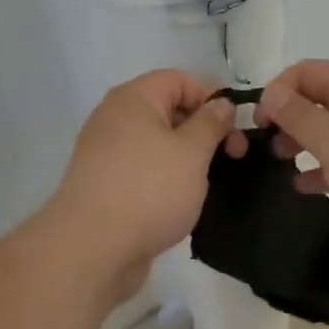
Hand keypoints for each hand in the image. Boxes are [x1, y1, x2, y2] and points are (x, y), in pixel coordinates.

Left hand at [45, 71, 240, 288]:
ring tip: (214, 181)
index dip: (211, 97)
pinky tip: (185, 201)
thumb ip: (211, 123)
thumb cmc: (149, 190)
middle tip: (235, 157)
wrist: (92, 249)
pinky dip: (167, 179)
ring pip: (158, 143)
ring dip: (189, 157)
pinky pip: (145, 170)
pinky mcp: (106, 186)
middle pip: (168, 110)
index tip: (236, 127)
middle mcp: (115, 119)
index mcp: (133, 99)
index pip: (179, 79)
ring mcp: (107, 154)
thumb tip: (221, 103)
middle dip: (204, 129)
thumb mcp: (192, 152)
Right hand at [255, 60, 328, 273]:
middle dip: (288, 116)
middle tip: (265, 144)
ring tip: (279, 163)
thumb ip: (299, 116)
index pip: (308, 71)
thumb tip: (272, 92)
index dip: (278, 90)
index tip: (259, 122)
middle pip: (319, 100)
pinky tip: (303, 186)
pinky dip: (322, 169)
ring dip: (302, 143)